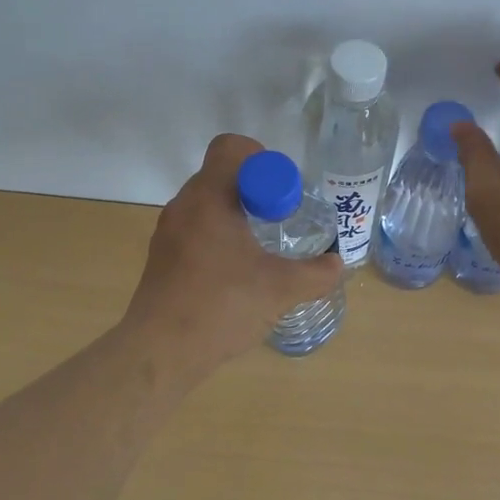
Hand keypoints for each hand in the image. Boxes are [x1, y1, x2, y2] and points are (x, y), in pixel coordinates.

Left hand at [123, 133, 343, 378]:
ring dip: (237, 214)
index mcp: (209, 198)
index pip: (231, 147)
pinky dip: (218, 236)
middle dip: (256, 191)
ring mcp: (168, 231)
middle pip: (222, 174)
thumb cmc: (221, 307)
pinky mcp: (162, 256)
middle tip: (280, 221)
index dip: (263, 161)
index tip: (282, 196)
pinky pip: (195, 228)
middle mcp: (184, 205)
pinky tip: (235, 272)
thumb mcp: (280, 289)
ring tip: (260, 249)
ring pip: (208, 203)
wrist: (161, 351)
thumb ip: (316, 274)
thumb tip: (338, 264)